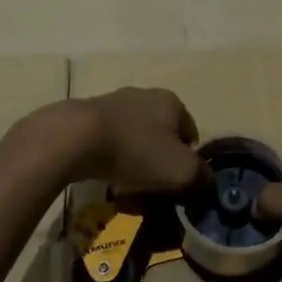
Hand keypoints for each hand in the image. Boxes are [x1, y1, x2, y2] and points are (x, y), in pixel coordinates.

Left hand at [62, 88, 206, 193]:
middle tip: (152, 186)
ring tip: (125, 185)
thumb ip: (201, 176)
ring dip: (134, 158)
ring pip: (134, 137)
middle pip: (161, 134)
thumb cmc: (137, 151)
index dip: (188, 161)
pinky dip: (110, 156)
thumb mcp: (181, 171)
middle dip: (159, 160)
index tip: (176, 183)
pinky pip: (108, 139)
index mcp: (173, 102)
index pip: (191, 133)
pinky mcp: (88, 114)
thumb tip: (205, 180)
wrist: (76, 138)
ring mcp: (115, 101)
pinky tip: (103, 173)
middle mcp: (146, 94)